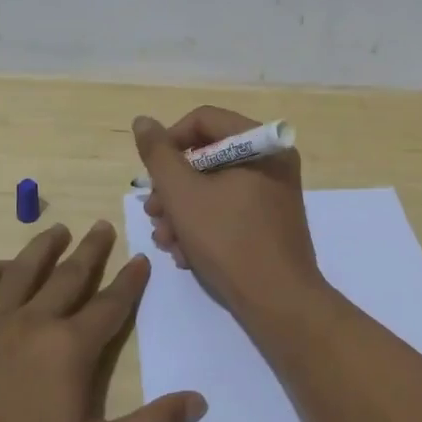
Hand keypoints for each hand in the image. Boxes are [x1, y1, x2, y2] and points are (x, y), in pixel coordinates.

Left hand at [0, 221, 205, 421]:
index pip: (110, 305)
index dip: (130, 281)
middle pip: (69, 276)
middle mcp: (32, 322)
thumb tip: (197, 401)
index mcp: (69, 348)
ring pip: (21, 271)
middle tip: (103, 226)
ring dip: (43, 247)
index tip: (141, 259)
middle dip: (91, 250)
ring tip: (58, 230)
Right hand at [133, 106, 323, 320]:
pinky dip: (203, 226)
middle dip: (173, 187)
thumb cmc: (229, 240)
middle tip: (153, 213)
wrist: (278, 302)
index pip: (204, 120)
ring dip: (182, 211)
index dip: (169, 141)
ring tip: (165, 240)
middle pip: (207, 156)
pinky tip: (184, 254)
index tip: (150, 174)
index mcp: (260, 144)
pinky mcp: (269, 221)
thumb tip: (143, 121)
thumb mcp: (183, 194)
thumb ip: (158, 154)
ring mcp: (273, 193)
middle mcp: (272, 161)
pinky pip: (229, 209)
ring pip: (214, 187)